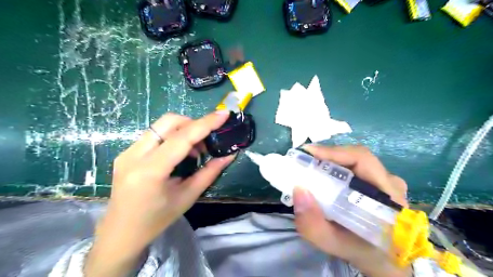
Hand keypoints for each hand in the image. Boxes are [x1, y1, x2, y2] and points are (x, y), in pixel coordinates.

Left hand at [86, 111, 234, 276]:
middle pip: (168, 122)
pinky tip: (179, 154)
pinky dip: (172, 137)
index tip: (224, 114)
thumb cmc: (157, 220)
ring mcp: (127, 152)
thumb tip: (229, 155)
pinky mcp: (126, 152)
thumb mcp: (188, 197)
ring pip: (161, 125)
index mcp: (150, 171)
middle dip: (193, 124)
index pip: (182, 138)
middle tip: (206, 141)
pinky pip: (154, 134)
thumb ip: (210, 172)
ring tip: (194, 151)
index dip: (205, 123)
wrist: (120, 233)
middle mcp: (134, 155)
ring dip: (183, 130)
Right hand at [292, 145, 412, 276]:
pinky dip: (335, 167)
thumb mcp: (335, 245)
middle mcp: (390, 183)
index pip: (362, 160)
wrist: (383, 260)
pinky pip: (354, 167)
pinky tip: (322, 175)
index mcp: (387, 196)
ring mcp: (386, 181)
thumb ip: (314, 225)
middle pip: (356, 157)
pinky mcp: (378, 182)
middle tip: (303, 161)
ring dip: (330, 161)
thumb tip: (298, 190)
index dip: (334, 152)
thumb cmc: (362, 252)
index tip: (308, 152)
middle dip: (327, 156)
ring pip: (354, 161)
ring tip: (309, 167)